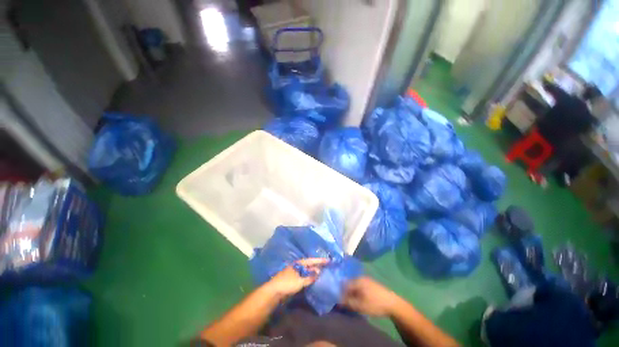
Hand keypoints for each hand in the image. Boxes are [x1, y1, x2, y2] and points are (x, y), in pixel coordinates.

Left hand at [266, 258, 328, 296]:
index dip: (320, 261)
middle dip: (317, 265)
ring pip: (307, 271)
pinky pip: (304, 277)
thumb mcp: (300, 281)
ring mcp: (295, 273)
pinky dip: (310, 277)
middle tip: (327, 266)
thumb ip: (310, 276)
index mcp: (298, 263)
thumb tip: (319, 271)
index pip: (311, 260)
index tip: (328, 260)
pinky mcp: (294, 279)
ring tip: (322, 272)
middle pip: (309, 265)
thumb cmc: (287, 283)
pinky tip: (313, 280)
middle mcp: (297, 266)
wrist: (274, 292)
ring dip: (314, 272)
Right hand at [342, 276, 399, 316]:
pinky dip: (357, 292)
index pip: (344, 284)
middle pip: (349, 284)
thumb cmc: (375, 304)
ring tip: (353, 302)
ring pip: (354, 285)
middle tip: (346, 302)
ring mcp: (366, 279)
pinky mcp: (370, 283)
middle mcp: (360, 277)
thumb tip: (338, 300)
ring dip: (352, 293)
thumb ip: (348, 302)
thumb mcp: (360, 305)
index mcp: (357, 280)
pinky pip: (359, 286)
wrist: (392, 303)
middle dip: (346, 293)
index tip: (339, 301)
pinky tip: (360, 299)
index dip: (340, 293)